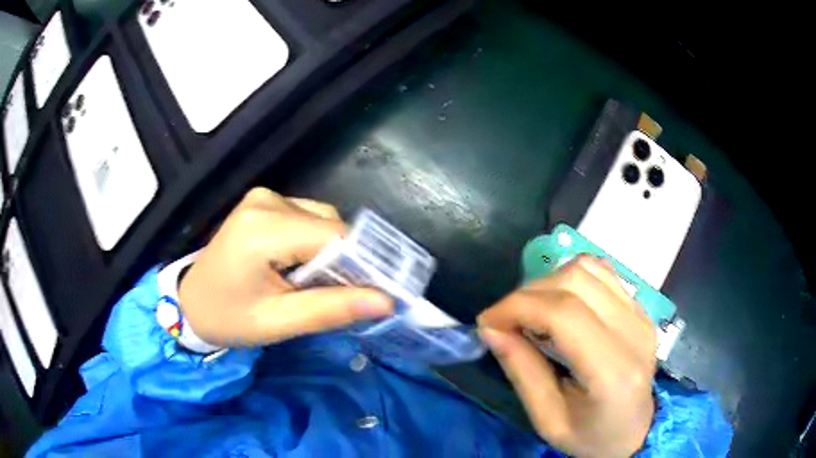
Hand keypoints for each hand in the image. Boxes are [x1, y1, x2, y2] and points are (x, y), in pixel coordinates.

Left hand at [178, 188, 391, 346]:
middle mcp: (266, 201)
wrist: (191, 303)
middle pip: (330, 225)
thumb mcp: (278, 322)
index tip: (379, 294)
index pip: (334, 237)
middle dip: (344, 262)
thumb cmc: (228, 318)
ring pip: (322, 220)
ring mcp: (264, 197)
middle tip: (340, 298)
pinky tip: (299, 266)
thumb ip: (331, 309)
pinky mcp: (264, 202)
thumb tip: (386, 301)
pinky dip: (315, 243)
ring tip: (311, 285)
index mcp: (263, 229)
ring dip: (329, 253)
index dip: (363, 265)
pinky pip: (307, 218)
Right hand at [478, 255, 656, 457]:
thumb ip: (522, 371)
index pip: (564, 315)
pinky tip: (559, 305)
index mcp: (612, 373)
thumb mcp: (547, 420)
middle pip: (575, 282)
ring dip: (548, 283)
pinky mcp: (640, 308)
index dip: (518, 307)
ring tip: (533, 313)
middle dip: (528, 294)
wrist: (634, 431)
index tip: (487, 322)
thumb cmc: (589, 436)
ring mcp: (641, 315)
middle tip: (506, 321)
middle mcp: (634, 333)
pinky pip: (601, 272)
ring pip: (588, 268)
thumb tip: (490, 329)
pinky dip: (570, 279)